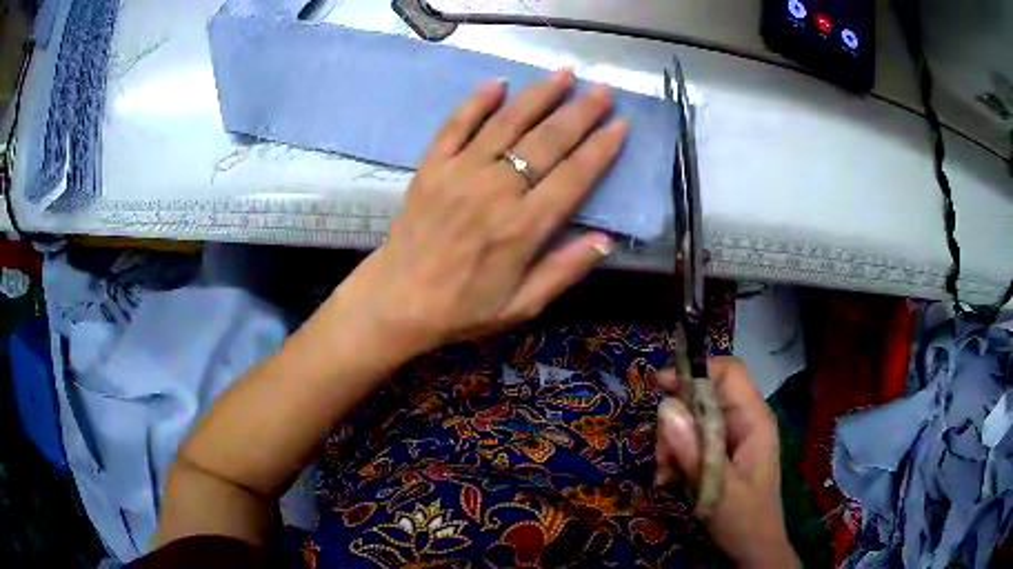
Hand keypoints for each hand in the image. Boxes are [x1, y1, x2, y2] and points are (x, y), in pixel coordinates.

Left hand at [331, 69, 626, 356]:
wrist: (397, 301)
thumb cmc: (463, 308)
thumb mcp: (522, 306)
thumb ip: (564, 271)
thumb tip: (607, 239)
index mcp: (523, 227)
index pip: (573, 177)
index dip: (601, 149)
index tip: (621, 125)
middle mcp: (496, 190)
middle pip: (547, 142)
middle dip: (580, 113)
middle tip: (603, 90)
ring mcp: (460, 173)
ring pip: (507, 124)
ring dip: (539, 95)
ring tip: (564, 73)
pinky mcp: (432, 166)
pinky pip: (456, 125)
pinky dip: (477, 102)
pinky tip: (498, 82)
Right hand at [656, 358, 796, 568]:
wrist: (754, 549)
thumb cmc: (744, 519)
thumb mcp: (716, 488)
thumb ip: (693, 451)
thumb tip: (665, 408)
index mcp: (754, 420)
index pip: (729, 373)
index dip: (697, 371)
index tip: (662, 387)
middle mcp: (744, 421)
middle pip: (704, 396)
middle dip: (677, 421)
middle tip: (663, 456)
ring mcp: (733, 437)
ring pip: (693, 419)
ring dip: (672, 443)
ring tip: (665, 474)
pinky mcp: (721, 453)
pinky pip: (693, 440)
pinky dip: (677, 455)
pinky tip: (670, 480)